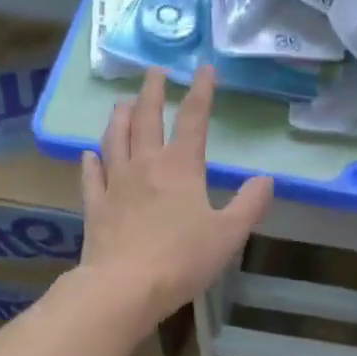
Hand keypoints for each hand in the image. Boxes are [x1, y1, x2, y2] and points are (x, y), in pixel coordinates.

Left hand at [79, 68, 272, 322]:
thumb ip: (249, 204)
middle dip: (153, 92)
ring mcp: (115, 184)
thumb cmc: (183, 259)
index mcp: (180, 167)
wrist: (126, 286)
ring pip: (115, 139)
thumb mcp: (229, 234)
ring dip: (120, 116)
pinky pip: (91, 176)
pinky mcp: (95, 206)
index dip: (201, 92)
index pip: (193, 119)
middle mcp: (145, 165)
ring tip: (123, 102)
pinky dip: (92, 160)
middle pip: (147, 119)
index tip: (204, 69)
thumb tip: (267, 179)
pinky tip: (90, 154)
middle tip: (154, 71)